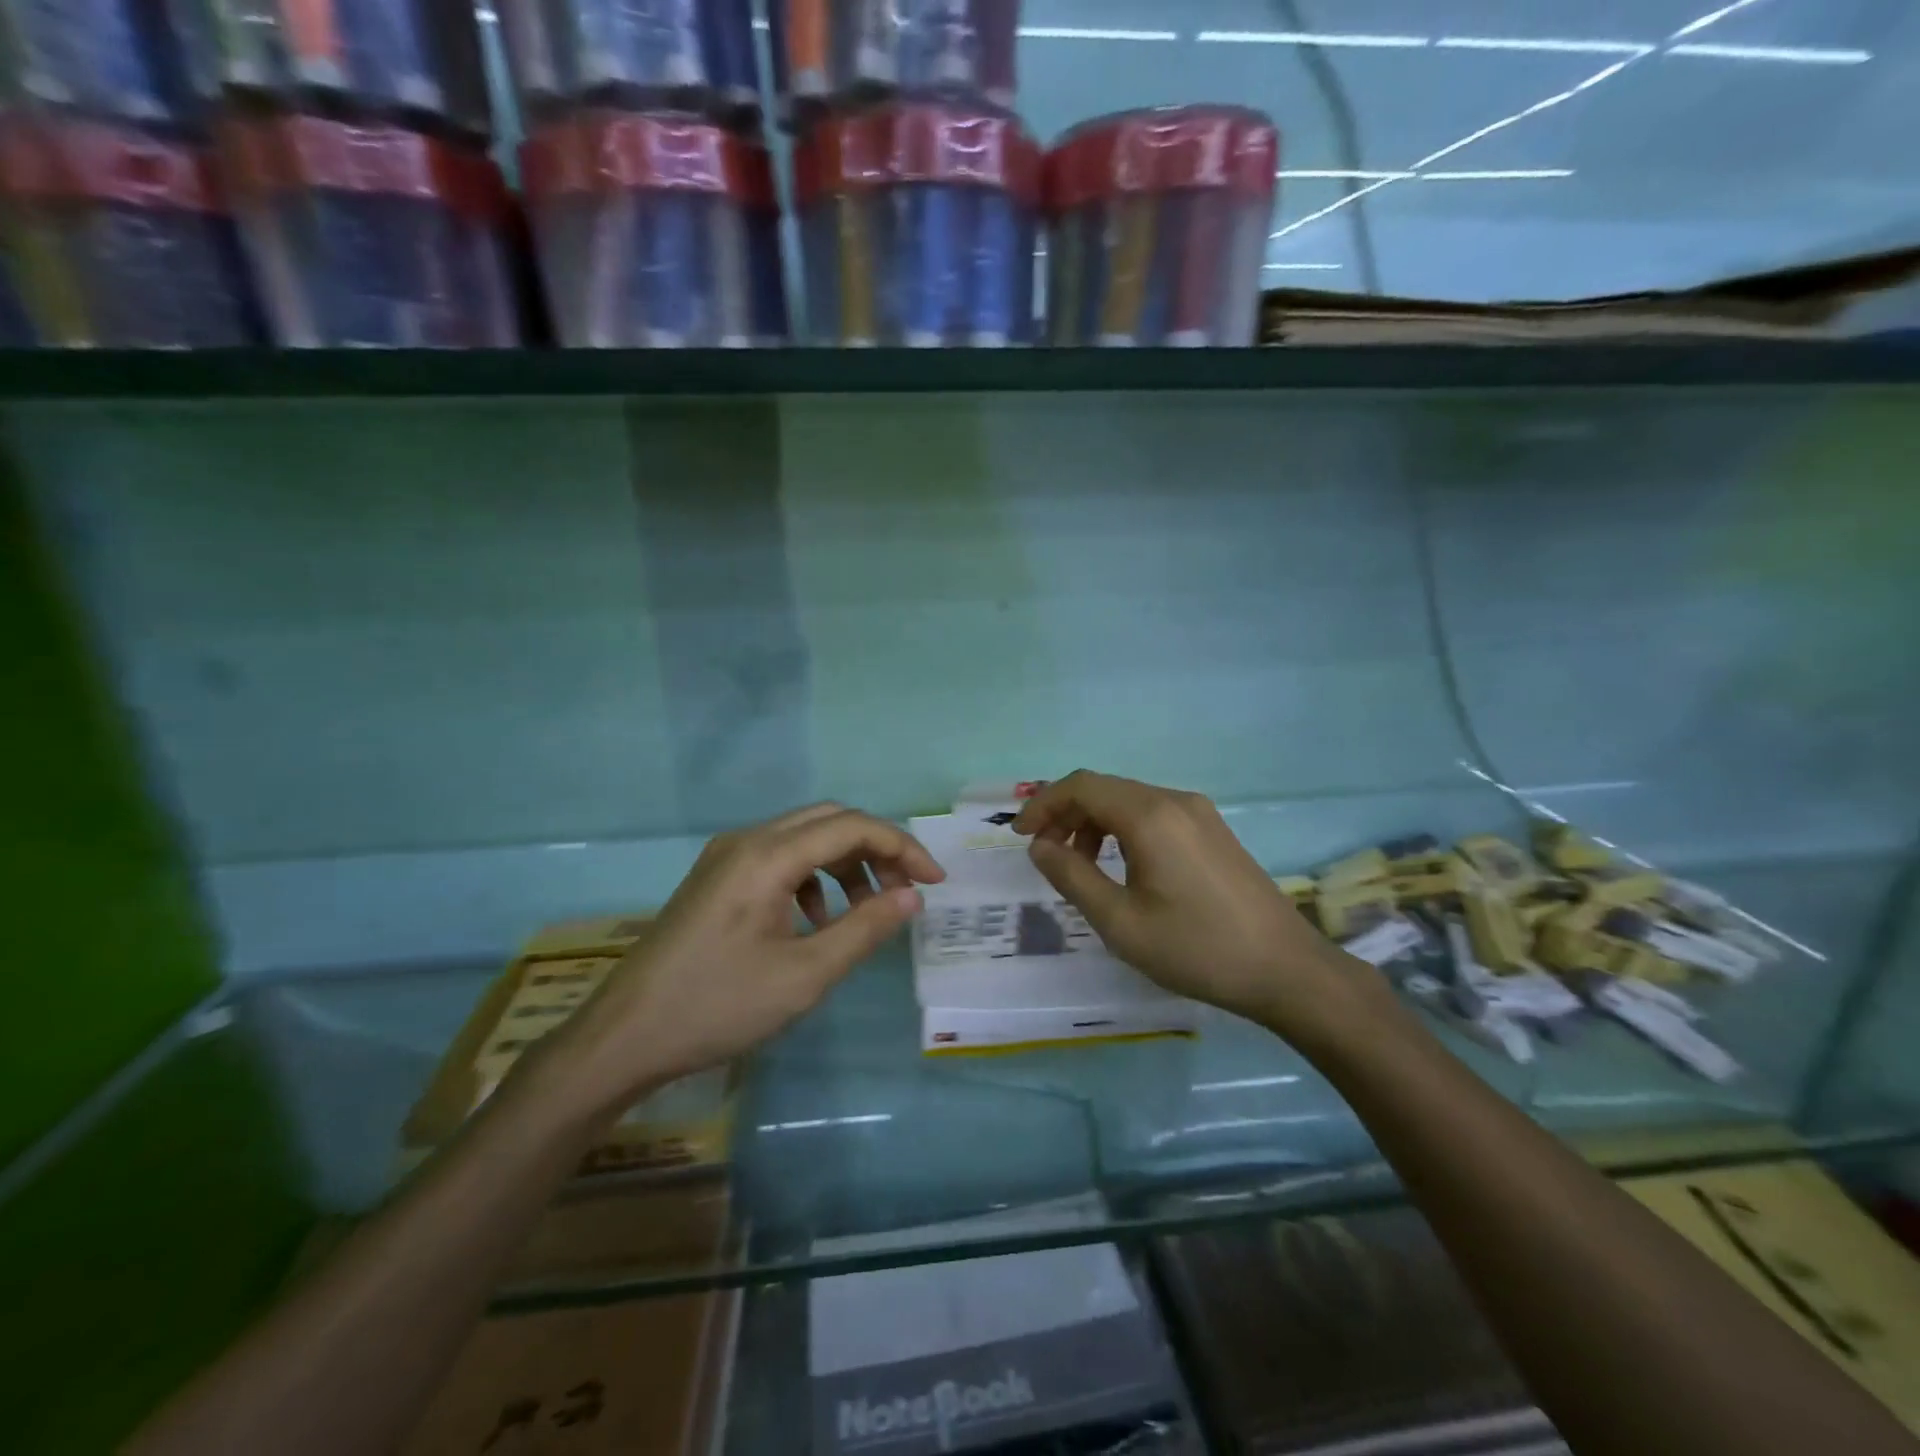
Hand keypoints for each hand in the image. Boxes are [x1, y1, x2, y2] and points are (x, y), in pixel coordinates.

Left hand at [554, 804, 944, 1111]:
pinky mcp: (716, 876)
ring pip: (804, 837)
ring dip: (845, 863)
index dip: (902, 847)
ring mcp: (726, 856)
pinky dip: (812, 877)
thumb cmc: (717, 1006)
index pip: (852, 826)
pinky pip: (779, 857)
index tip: (934, 883)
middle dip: (876, 849)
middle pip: (830, 820)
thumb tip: (911, 897)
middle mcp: (747, 840)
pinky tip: (815, 920)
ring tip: (864, 912)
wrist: (624, 1037)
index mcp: (768, 856)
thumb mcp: (804, 976)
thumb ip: (864, 929)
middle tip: (904, 892)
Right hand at [1013, 771, 1369, 1043]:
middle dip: (1066, 813)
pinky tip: (1122, 865)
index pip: (1081, 786)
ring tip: (1080, 863)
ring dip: (1094, 822)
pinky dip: (1123, 828)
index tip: (1020, 835)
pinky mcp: (1213, 830)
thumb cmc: (1196, 948)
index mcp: (1149, 816)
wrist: (1286, 969)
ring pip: (1129, 800)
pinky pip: (1154, 814)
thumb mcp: (1120, 922)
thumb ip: (1072, 877)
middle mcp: (1174, 800)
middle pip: (1104, 788)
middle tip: (1043, 851)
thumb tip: (1041, 846)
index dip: (1044, 804)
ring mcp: (1199, 813)